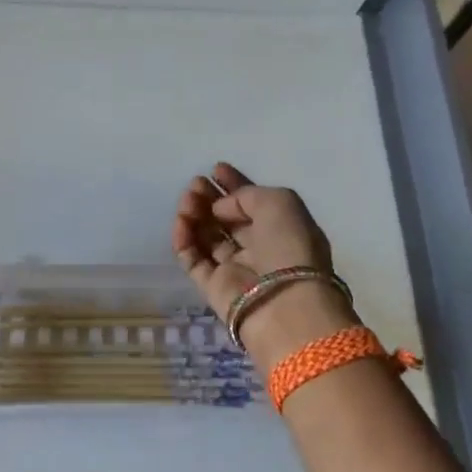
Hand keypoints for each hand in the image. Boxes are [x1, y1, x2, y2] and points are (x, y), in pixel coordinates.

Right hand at [173, 161, 355, 366]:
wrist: (284, 302)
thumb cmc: (290, 247)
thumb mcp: (280, 202)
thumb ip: (246, 195)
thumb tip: (220, 209)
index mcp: (281, 229)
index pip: (253, 203)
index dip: (234, 185)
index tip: (215, 169)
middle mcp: (258, 248)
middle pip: (226, 219)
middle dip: (210, 198)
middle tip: (196, 184)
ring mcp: (234, 268)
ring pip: (207, 236)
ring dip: (195, 214)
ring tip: (187, 199)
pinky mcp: (212, 286)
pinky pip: (192, 258)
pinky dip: (184, 239)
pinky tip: (181, 222)